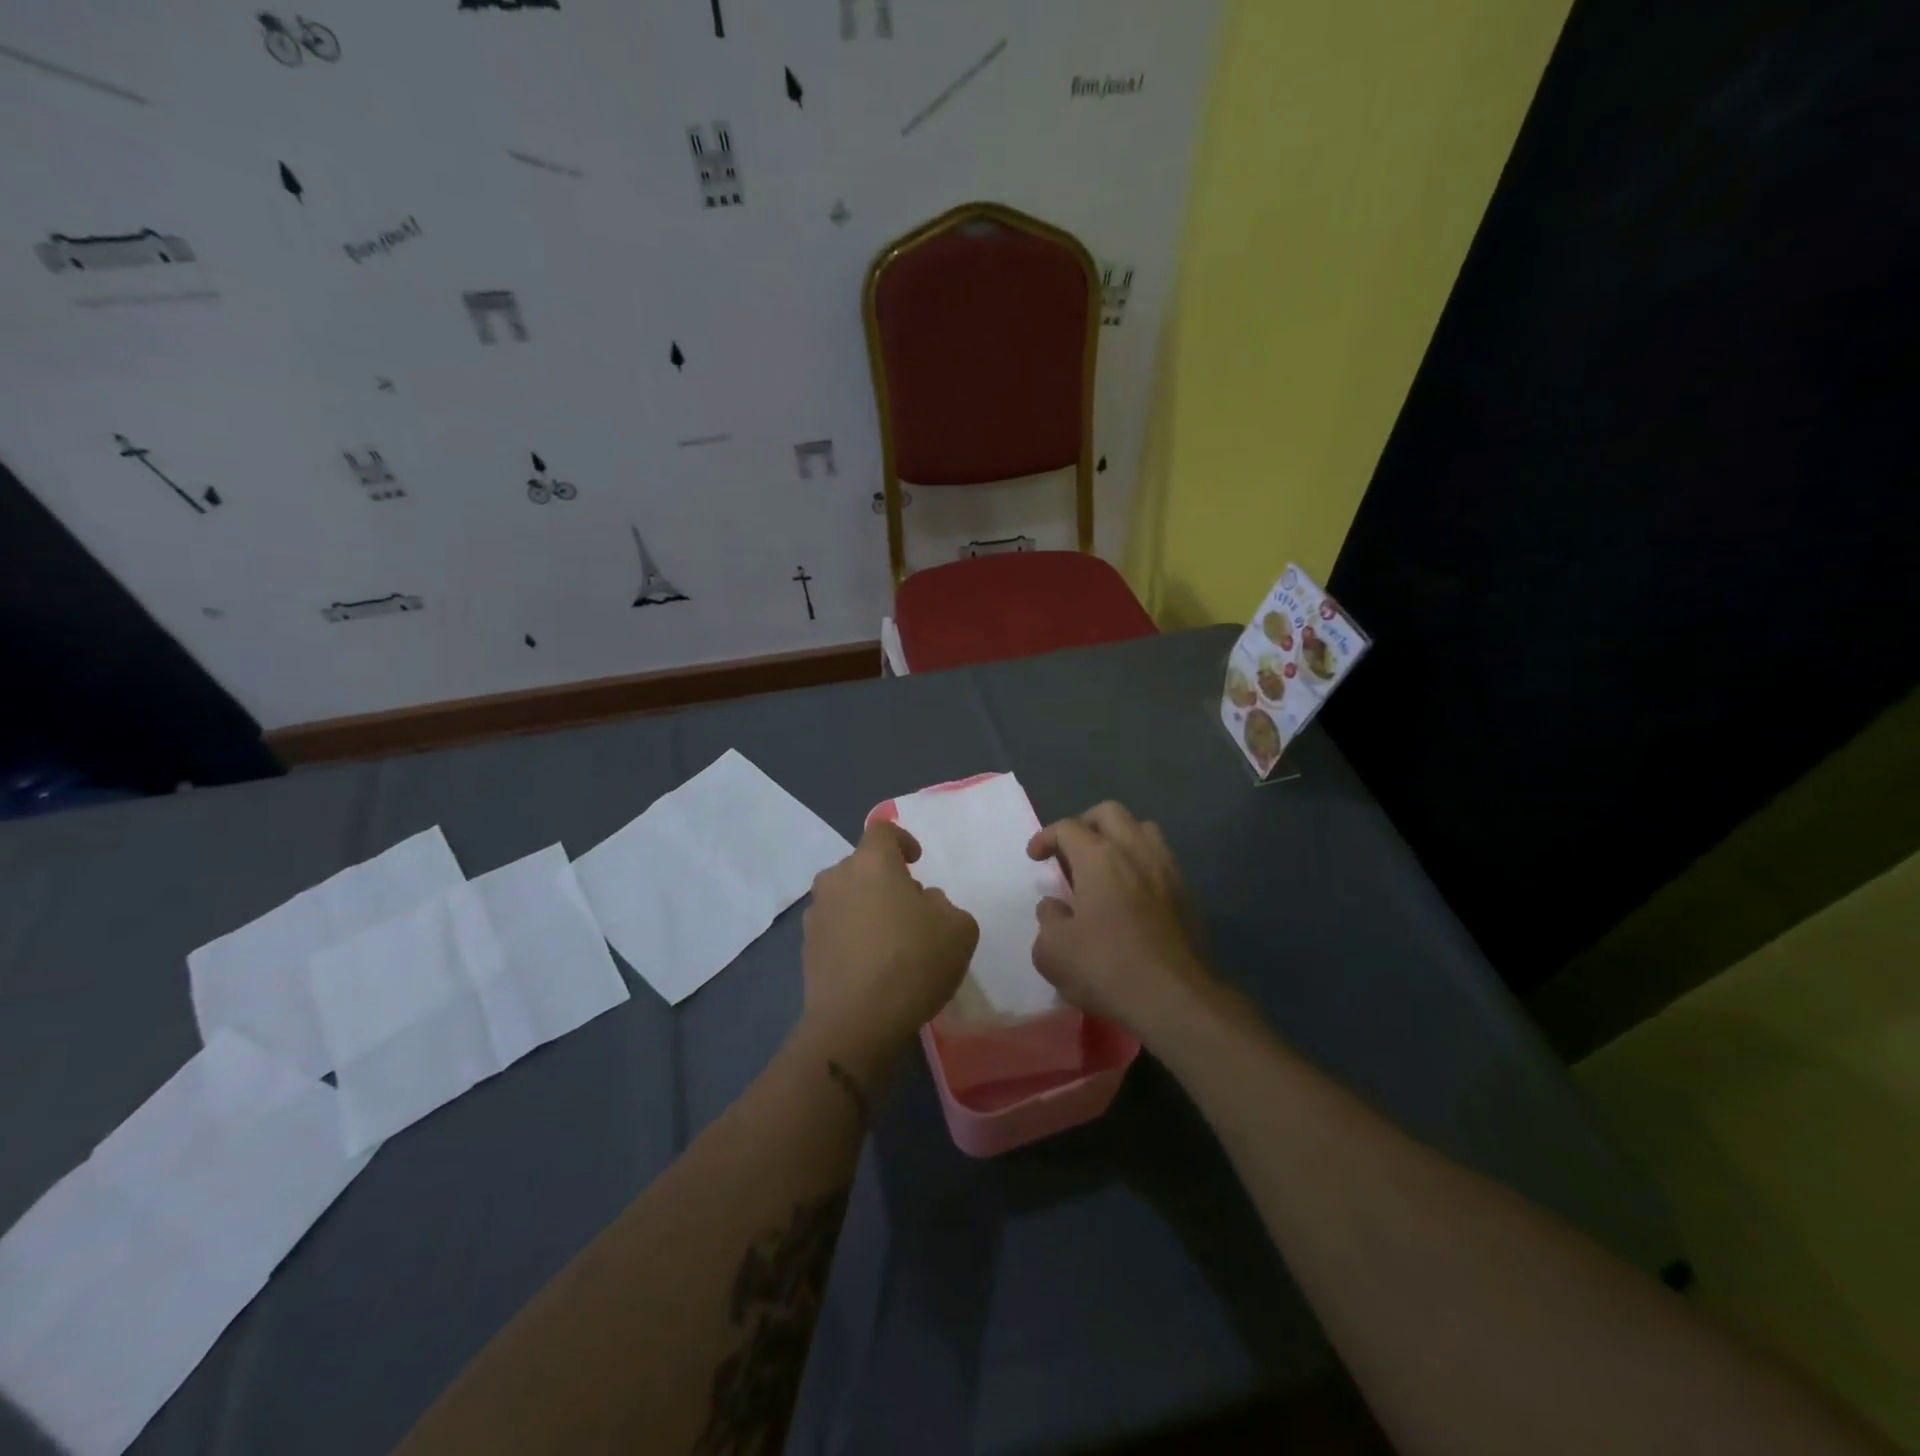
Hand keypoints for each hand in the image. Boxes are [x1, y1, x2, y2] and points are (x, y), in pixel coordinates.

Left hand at [799, 820, 978, 1080]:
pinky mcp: (806, 948)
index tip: (916, 860)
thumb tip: (924, 902)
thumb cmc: (912, 963)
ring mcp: (816, 914)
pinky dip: (852, 934)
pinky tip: (871, 963)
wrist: (854, 1023)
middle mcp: (836, 879)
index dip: (902, 839)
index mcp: (872, 863)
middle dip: (885, 878)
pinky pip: (835, 927)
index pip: (882, 830)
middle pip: (862, 865)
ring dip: (866, 906)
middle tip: (909, 906)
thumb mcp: (958, 929)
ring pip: (846, 896)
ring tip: (890, 938)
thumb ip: (945, 905)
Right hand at [1027, 802, 1215, 1040]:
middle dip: (1085, 824)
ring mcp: (1167, 870)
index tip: (1035, 856)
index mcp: (1099, 857)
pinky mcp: (1188, 894)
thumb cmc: (1106, 968)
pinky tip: (1132, 894)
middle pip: (1110, 813)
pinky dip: (1141, 864)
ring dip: (1119, 838)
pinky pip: (1161, 860)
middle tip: (1071, 851)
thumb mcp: (1053, 951)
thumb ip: (1048, 920)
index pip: (1068, 827)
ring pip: (1143, 829)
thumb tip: (1055, 907)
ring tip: (1104, 866)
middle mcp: (1135, 852)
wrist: (1176, 999)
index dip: (1046, 837)